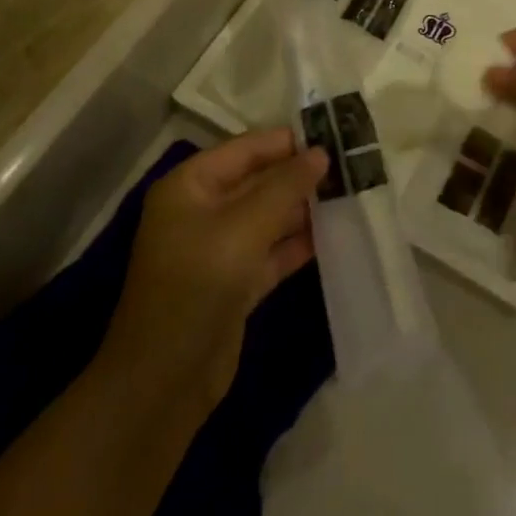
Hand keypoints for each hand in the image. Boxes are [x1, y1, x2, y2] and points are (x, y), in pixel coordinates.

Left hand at [99, 130, 326, 416]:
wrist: (164, 380)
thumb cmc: (197, 284)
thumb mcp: (244, 227)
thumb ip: (285, 186)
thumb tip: (320, 152)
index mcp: (191, 185)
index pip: (246, 149)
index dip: (287, 141)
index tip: (334, 134)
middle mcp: (202, 210)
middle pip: (258, 181)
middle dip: (299, 176)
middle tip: (350, 166)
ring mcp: (218, 249)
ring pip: (268, 217)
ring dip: (303, 209)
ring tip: (351, 195)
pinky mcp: (234, 283)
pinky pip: (271, 251)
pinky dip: (297, 244)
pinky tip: (335, 235)